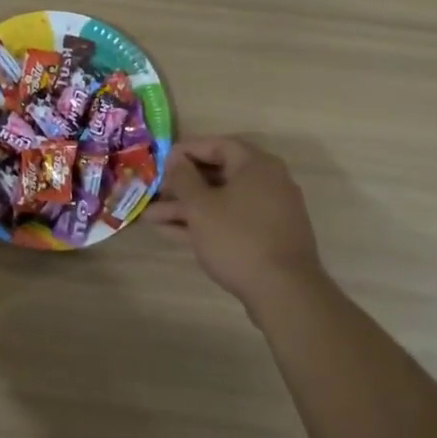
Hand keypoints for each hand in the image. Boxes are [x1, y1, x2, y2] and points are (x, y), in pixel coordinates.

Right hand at [148, 137, 325, 306]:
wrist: (285, 293)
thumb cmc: (238, 238)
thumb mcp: (200, 206)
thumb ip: (183, 178)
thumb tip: (175, 158)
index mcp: (256, 165)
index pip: (218, 145)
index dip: (187, 150)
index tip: (162, 161)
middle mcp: (268, 182)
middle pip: (218, 174)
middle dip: (182, 185)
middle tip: (155, 192)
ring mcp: (270, 212)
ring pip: (221, 201)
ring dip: (187, 208)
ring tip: (152, 217)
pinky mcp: (267, 238)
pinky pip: (231, 221)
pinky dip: (205, 223)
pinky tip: (173, 233)